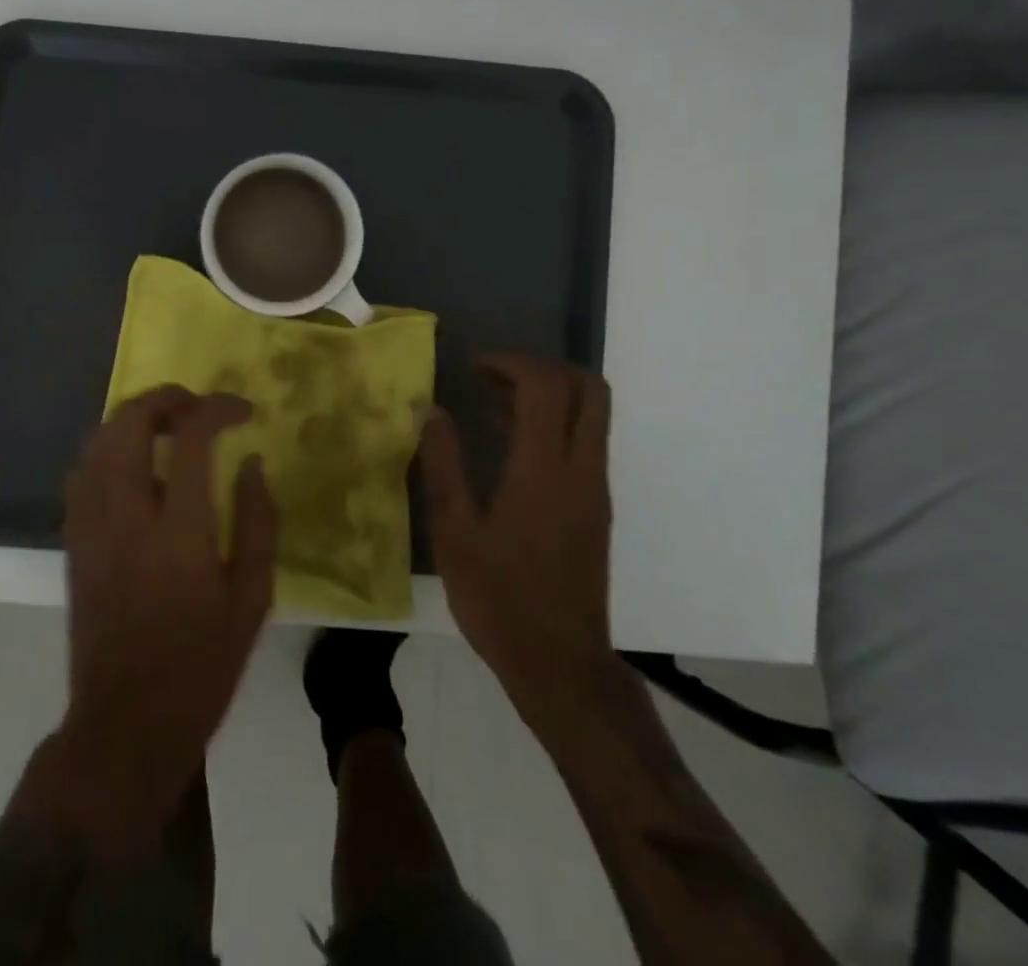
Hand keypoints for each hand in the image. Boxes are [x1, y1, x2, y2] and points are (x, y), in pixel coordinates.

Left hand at [52, 386, 278, 856]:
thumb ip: (258, 521)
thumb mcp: (252, 598)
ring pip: (97, 440)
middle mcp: (125, 517)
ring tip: (170, 426)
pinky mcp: (73, 541)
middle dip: (166, 398)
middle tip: (199, 407)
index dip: (217, 408)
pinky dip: (110, 447)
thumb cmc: (202, 665)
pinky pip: (83, 470)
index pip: (190, 438)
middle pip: (129, 423)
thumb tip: (251, 461)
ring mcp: (90, 527)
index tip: (243, 411)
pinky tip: (137, 464)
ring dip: (135, 418)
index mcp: (178, 533)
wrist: (126, 724)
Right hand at [420, 356, 614, 722]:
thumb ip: (444, 464)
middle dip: (542, 368)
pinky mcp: (596, 508)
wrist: (560, 664)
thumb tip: (432, 411)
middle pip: (588, 388)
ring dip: (548, 394)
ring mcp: (595, 488)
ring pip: (591, 414)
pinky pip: (584, 442)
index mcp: (544, 470)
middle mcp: (581, 469)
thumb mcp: (455, 532)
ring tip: (491, 403)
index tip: (473, 367)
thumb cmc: (499, 599)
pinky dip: (554, 423)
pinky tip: (509, 445)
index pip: (545, 387)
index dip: (511, 363)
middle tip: (494, 376)